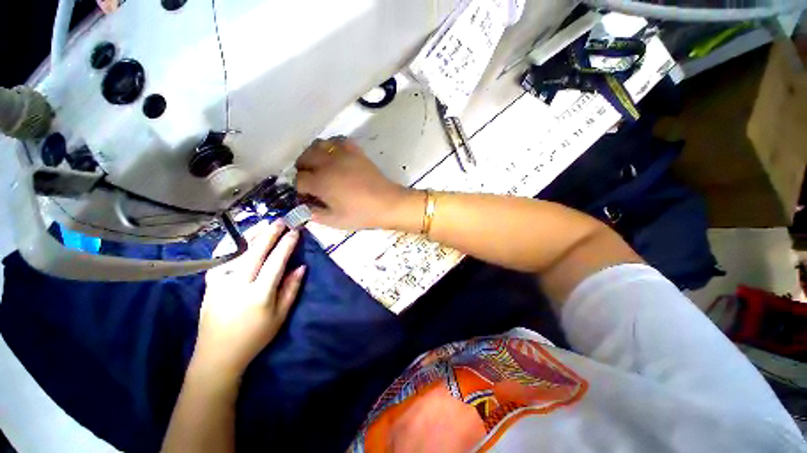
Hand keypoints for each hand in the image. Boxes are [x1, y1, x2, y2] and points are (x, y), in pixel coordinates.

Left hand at [191, 220, 304, 383]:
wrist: (217, 355)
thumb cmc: (255, 337)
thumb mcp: (280, 316)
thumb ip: (291, 289)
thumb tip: (301, 267)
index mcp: (259, 294)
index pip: (276, 262)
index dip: (286, 245)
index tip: (295, 232)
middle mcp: (238, 285)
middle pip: (255, 252)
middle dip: (269, 234)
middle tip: (280, 221)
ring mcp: (219, 283)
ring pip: (236, 252)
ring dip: (250, 235)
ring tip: (262, 223)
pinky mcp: (209, 285)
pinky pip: (220, 259)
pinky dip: (230, 245)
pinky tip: (238, 238)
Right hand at [295, 137, 412, 229]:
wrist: (388, 204)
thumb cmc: (362, 214)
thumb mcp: (336, 221)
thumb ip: (316, 215)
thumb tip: (305, 209)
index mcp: (321, 183)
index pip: (299, 180)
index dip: (301, 189)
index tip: (308, 196)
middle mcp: (328, 165)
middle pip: (304, 158)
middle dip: (303, 169)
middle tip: (310, 180)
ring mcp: (343, 155)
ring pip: (318, 145)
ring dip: (313, 154)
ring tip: (319, 165)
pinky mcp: (356, 152)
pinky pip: (339, 140)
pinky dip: (333, 145)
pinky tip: (336, 156)